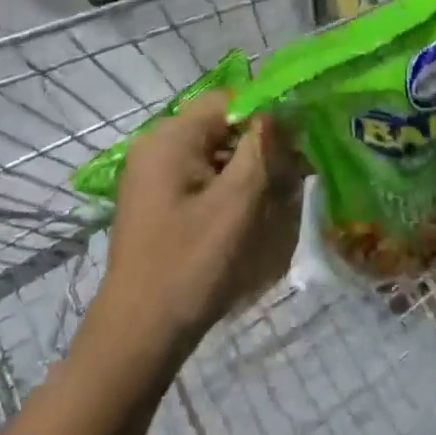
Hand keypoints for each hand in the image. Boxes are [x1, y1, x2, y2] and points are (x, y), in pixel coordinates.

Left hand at [102, 92, 305, 354]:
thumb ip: (262, 147)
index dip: (266, 114)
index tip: (296, 143)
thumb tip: (279, 113)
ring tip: (277, 197)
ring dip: (247, 168)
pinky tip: (249, 213)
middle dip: (259, 145)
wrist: (139, 334)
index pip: (228, 100)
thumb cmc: (192, 262)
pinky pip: (200, 176)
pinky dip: (227, 186)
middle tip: (294, 175)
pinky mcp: (156, 200)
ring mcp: (152, 174)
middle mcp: (156, 146)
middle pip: (220, 126)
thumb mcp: (238, 201)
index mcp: (170, 138)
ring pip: (213, 152)